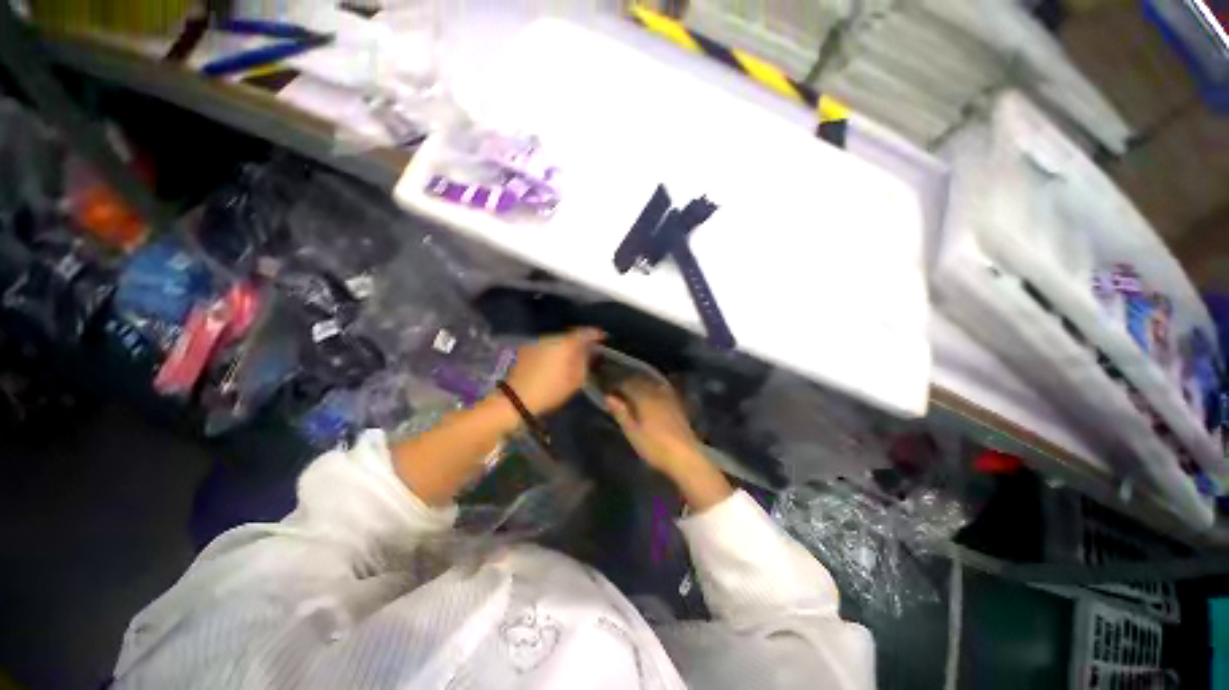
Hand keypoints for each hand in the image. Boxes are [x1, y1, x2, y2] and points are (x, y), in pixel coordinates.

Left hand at [504, 328, 604, 414]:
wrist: (514, 398)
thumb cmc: (549, 391)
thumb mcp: (574, 382)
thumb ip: (585, 363)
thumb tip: (591, 352)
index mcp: (565, 344)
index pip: (584, 332)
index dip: (595, 334)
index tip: (603, 337)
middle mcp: (551, 338)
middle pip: (570, 335)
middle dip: (580, 342)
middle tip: (588, 351)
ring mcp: (537, 342)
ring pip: (558, 341)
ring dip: (566, 347)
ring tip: (572, 358)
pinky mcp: (527, 350)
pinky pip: (547, 346)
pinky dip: (554, 351)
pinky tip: (555, 362)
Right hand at [605, 377, 704, 476]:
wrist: (685, 456)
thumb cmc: (655, 447)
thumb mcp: (633, 433)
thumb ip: (621, 413)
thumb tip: (608, 397)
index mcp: (644, 398)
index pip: (627, 384)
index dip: (617, 384)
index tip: (609, 388)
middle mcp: (656, 393)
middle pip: (641, 381)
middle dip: (629, 382)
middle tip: (619, 387)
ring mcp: (669, 397)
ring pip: (653, 383)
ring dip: (642, 383)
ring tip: (634, 388)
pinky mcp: (678, 404)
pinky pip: (663, 389)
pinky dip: (654, 388)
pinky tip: (653, 394)